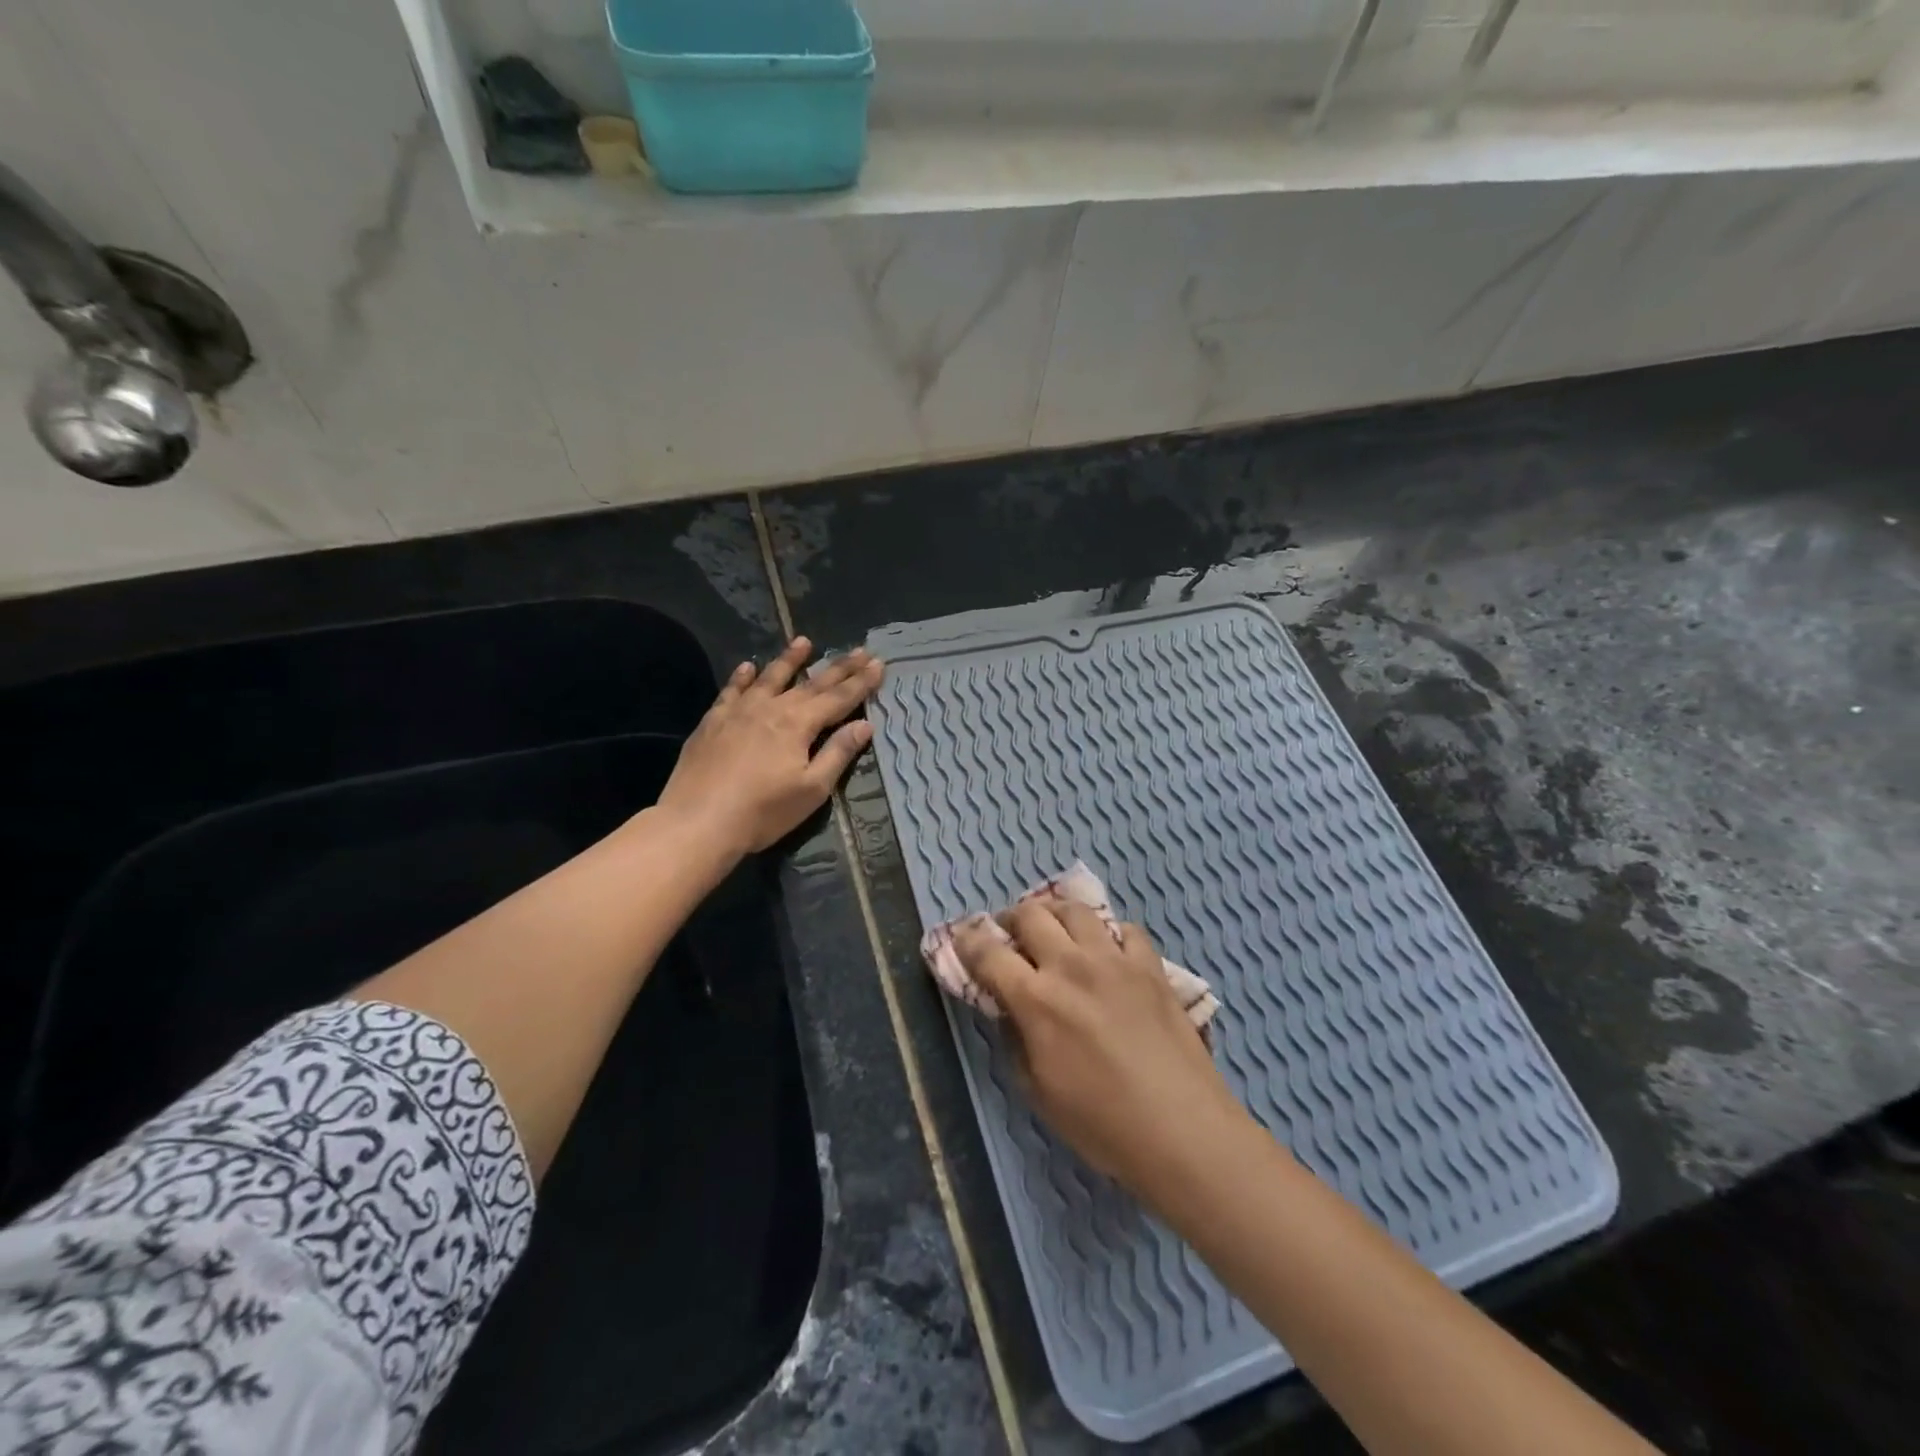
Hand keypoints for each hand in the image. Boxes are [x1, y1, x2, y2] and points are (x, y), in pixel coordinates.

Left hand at [656, 637, 883, 855]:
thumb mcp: (811, 789)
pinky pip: (732, 690)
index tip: (879, 664)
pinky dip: (742, 677)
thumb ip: (838, 753)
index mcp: (799, 724)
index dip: (861, 682)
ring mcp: (739, 711)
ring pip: (770, 677)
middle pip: (811, 683)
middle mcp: (771, 708)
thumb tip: (864, 724)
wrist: (698, 822)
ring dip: (789, 659)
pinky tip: (748, 667)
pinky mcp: (713, 721)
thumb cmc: (763, 812)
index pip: (838, 698)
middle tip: (859, 649)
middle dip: (838, 667)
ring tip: (804, 641)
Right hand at [957, 899, 1245, 1199]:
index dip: (968, 940)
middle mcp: (1072, 966)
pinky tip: (1108, 951)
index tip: (962, 937)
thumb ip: (1016, 1039)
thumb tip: (1010, 1008)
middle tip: (1009, 934)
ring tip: (1054, 929)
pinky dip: (1108, 934)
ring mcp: (1115, 961)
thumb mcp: (1038, 1091)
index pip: (989, 953)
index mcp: (1037, 1000)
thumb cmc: (1102, 1124)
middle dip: (1011, 919)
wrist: (1182, 1131)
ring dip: (1055, 913)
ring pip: (1076, 910)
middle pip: (1031, 915)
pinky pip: (1125, 930)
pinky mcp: (1151, 967)